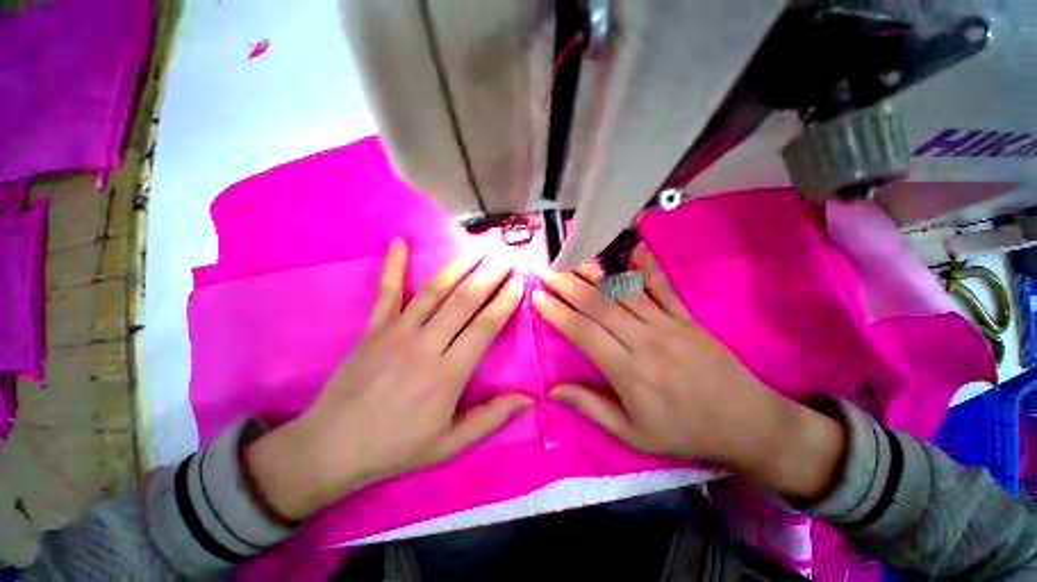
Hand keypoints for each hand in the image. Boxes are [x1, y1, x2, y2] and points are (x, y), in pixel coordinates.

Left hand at [247, 239, 530, 519]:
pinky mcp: (374, 328)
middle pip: (464, 301)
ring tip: (477, 249)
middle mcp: (425, 345)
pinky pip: (386, 291)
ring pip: (434, 291)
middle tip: (506, 258)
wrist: (333, 447)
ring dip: (458, 266)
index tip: (518, 282)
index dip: (504, 302)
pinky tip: (399, 241)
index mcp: (448, 373)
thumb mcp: (450, 444)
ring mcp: (396, 332)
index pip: (484, 327)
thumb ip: (491, 418)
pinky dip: (392, 265)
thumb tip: (528, 398)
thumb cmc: (397, 446)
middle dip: (489, 276)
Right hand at [532, 244, 843, 498]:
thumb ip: (591, 407)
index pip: (583, 333)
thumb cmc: (685, 432)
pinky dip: (647, 267)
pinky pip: (664, 287)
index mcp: (629, 372)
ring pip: (623, 292)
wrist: (748, 425)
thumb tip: (553, 390)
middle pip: (598, 305)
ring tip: (571, 257)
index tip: (537, 297)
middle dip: (566, 284)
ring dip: (594, 273)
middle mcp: (645, 341)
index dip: (557, 313)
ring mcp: (668, 325)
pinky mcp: (687, 318)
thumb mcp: (634, 435)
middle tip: (544, 268)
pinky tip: (634, 248)